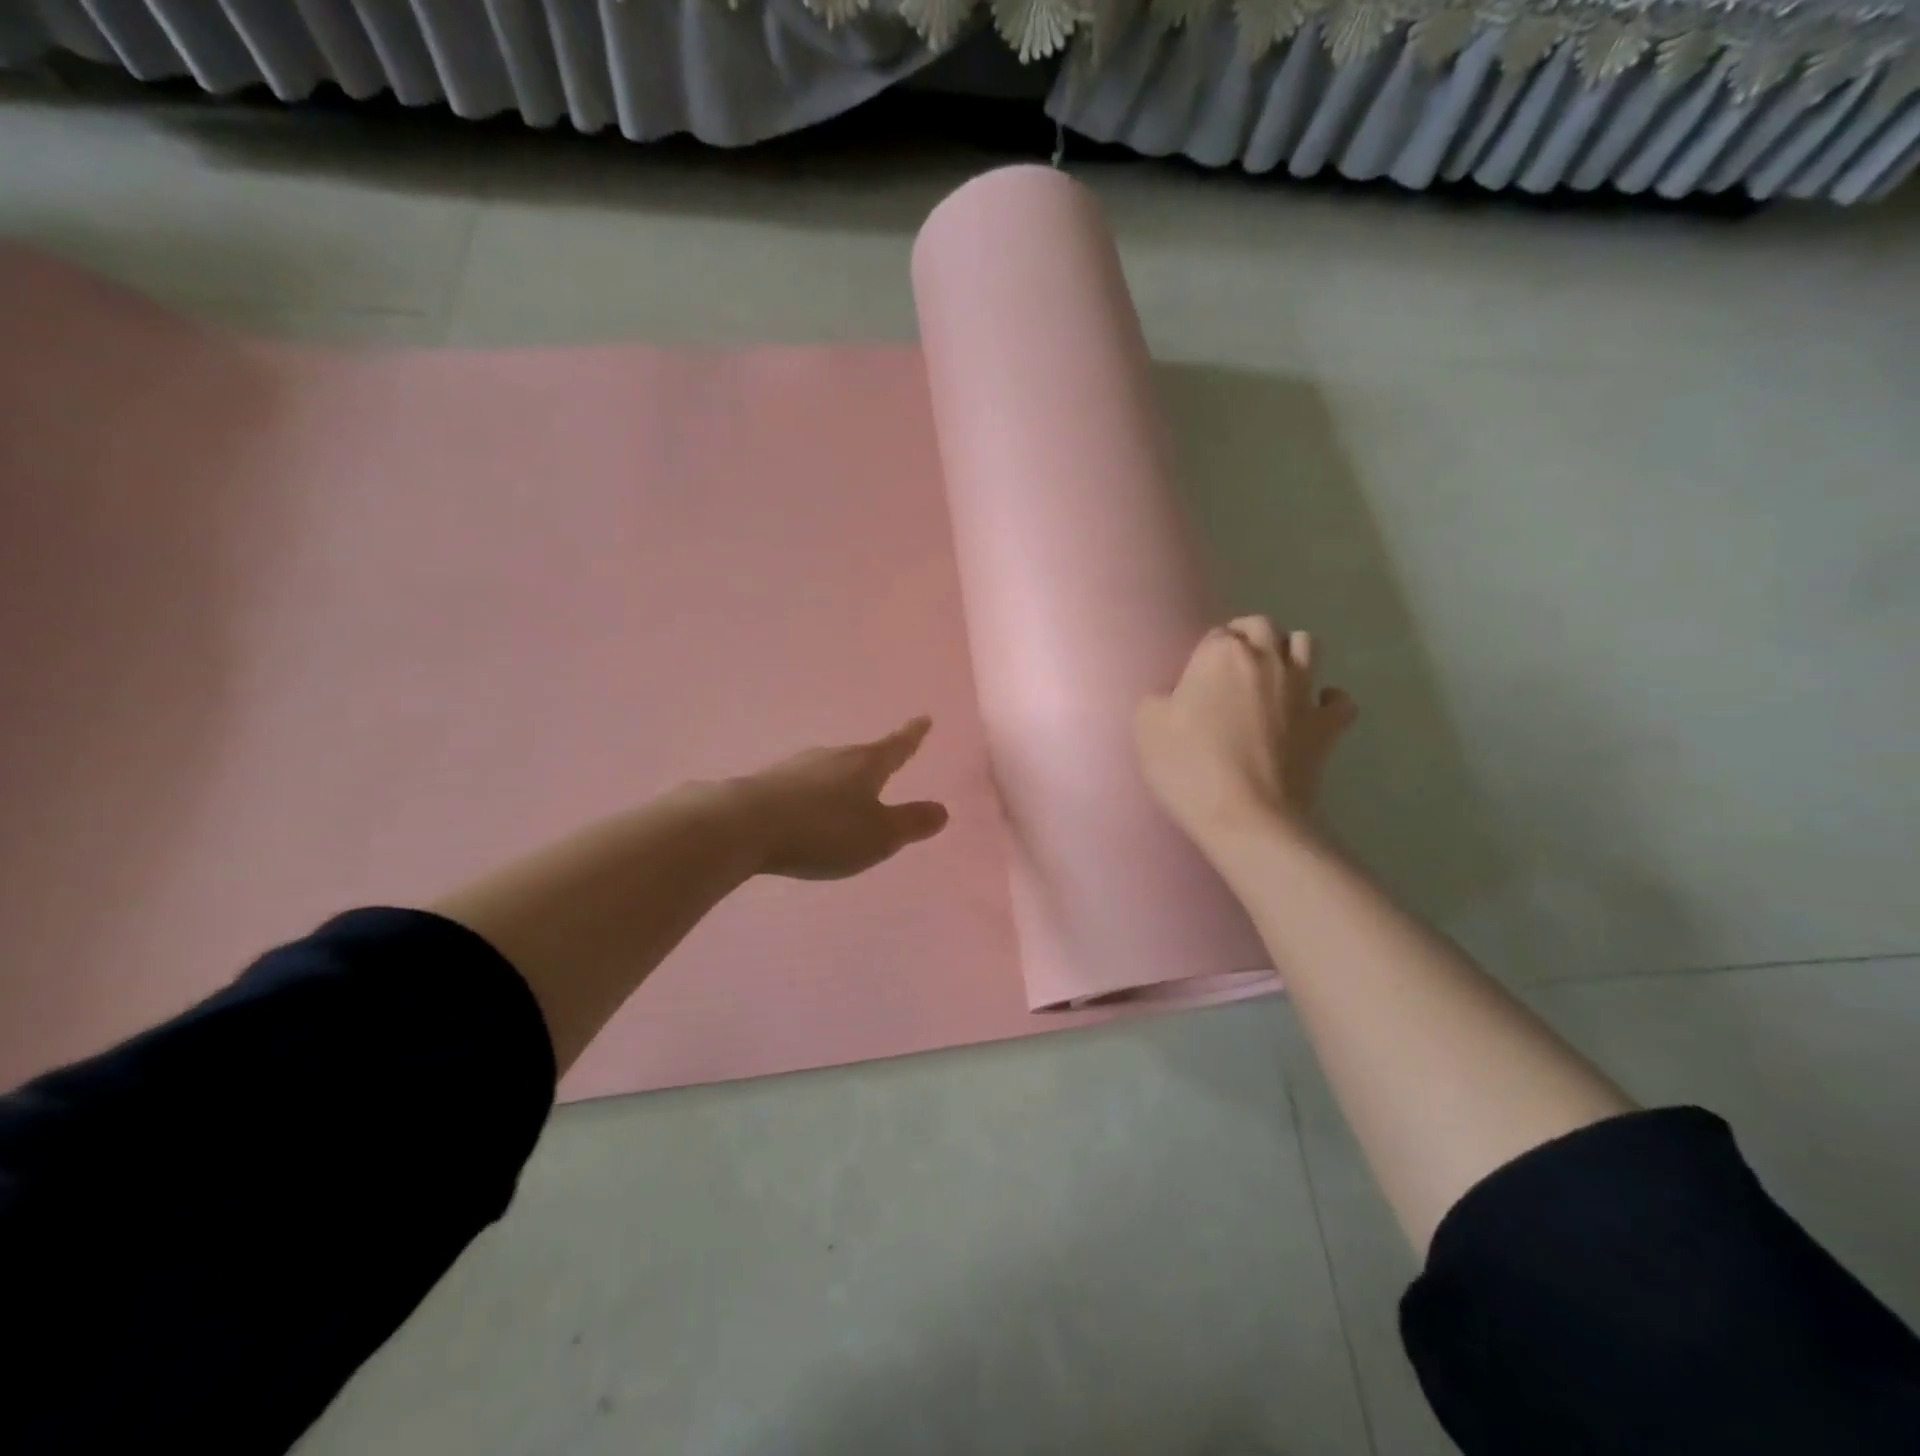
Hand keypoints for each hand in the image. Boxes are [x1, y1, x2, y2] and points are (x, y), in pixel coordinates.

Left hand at [737, 717, 949, 879]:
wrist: (744, 825)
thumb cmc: (823, 830)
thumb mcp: (878, 835)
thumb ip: (911, 823)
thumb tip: (942, 809)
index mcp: (865, 765)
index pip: (896, 747)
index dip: (912, 735)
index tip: (924, 718)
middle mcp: (832, 757)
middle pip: (861, 756)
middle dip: (875, 761)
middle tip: (887, 763)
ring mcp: (797, 767)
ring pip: (829, 769)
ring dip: (841, 779)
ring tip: (848, 793)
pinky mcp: (769, 783)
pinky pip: (803, 785)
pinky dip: (814, 795)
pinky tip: (808, 809)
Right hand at [1136, 618, 1356, 848]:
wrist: (1247, 817)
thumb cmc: (1189, 768)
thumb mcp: (1146, 727)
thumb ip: (1158, 698)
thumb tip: (1175, 696)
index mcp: (1221, 654)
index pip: (1215, 634)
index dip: (1204, 653)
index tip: (1194, 680)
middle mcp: (1267, 659)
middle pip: (1263, 627)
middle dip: (1248, 637)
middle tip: (1229, 669)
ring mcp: (1304, 689)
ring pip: (1306, 644)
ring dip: (1289, 652)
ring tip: (1270, 678)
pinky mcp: (1328, 724)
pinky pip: (1338, 698)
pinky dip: (1326, 699)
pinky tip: (1310, 711)